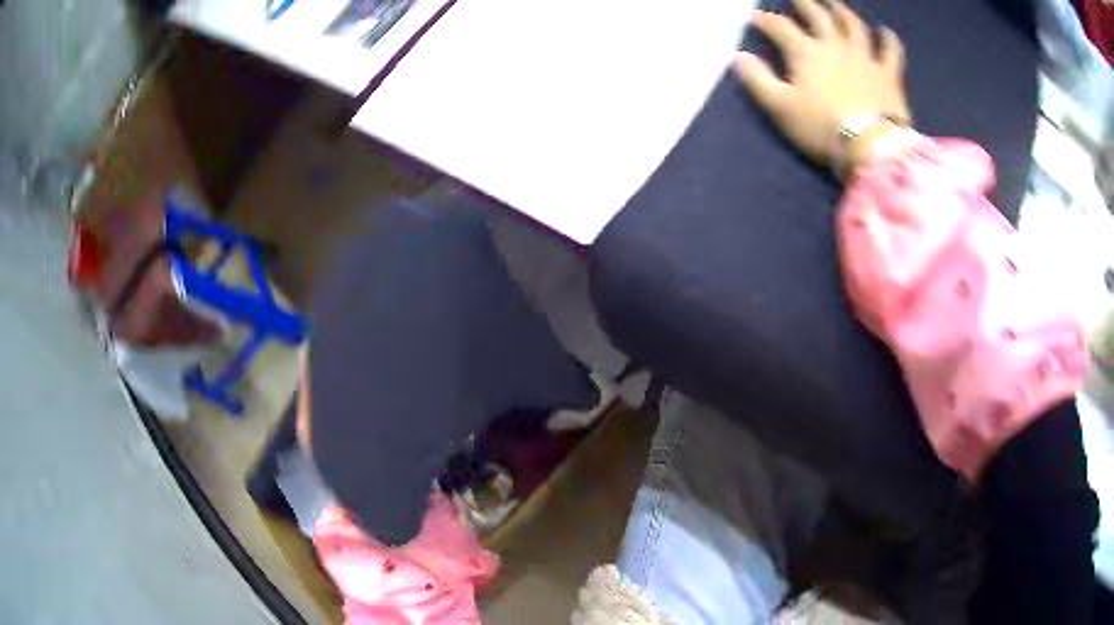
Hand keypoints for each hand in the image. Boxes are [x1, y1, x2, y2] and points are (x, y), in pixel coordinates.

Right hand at [734, 0, 909, 168]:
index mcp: (805, 52)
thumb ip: (757, 80)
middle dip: (805, 4)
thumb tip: (739, 57)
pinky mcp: (888, 74)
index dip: (765, 20)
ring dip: (843, 11)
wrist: (870, 148)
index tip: (755, 17)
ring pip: (853, 25)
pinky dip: (889, 40)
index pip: (780, 27)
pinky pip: (891, 52)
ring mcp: (864, 57)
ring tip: (835, 4)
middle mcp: (834, 46)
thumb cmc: (821, 128)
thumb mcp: (779, 107)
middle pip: (818, 16)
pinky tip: (886, 32)